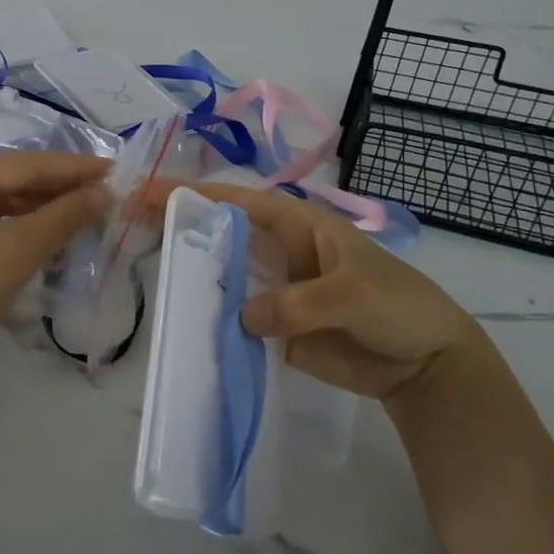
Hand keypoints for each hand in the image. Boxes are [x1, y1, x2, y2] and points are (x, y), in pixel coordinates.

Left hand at [0, 150, 109, 373]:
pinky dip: (27, 224)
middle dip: (63, 187)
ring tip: (88, 212)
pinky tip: (54, 232)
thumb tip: (104, 193)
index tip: (117, 171)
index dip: (76, 168)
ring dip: (47, 207)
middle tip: (108, 194)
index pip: (30, 163)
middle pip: (19, 177)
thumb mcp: (21, 250)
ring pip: (9, 198)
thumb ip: (65, 216)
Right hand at [138, 180, 482, 399]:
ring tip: (142, 267)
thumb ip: (298, 303)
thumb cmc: (397, 306)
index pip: (239, 202)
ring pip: (222, 275)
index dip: (197, 194)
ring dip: (190, 272)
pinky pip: (234, 319)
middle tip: (129, 223)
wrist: (424, 363)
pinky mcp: (273, 328)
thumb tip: (242, 317)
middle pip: (221, 233)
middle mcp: (278, 251)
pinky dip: (209, 318)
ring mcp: (273, 290)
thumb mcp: (353, 294)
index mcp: (298, 224)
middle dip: (180, 226)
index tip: (151, 190)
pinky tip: (179, 319)